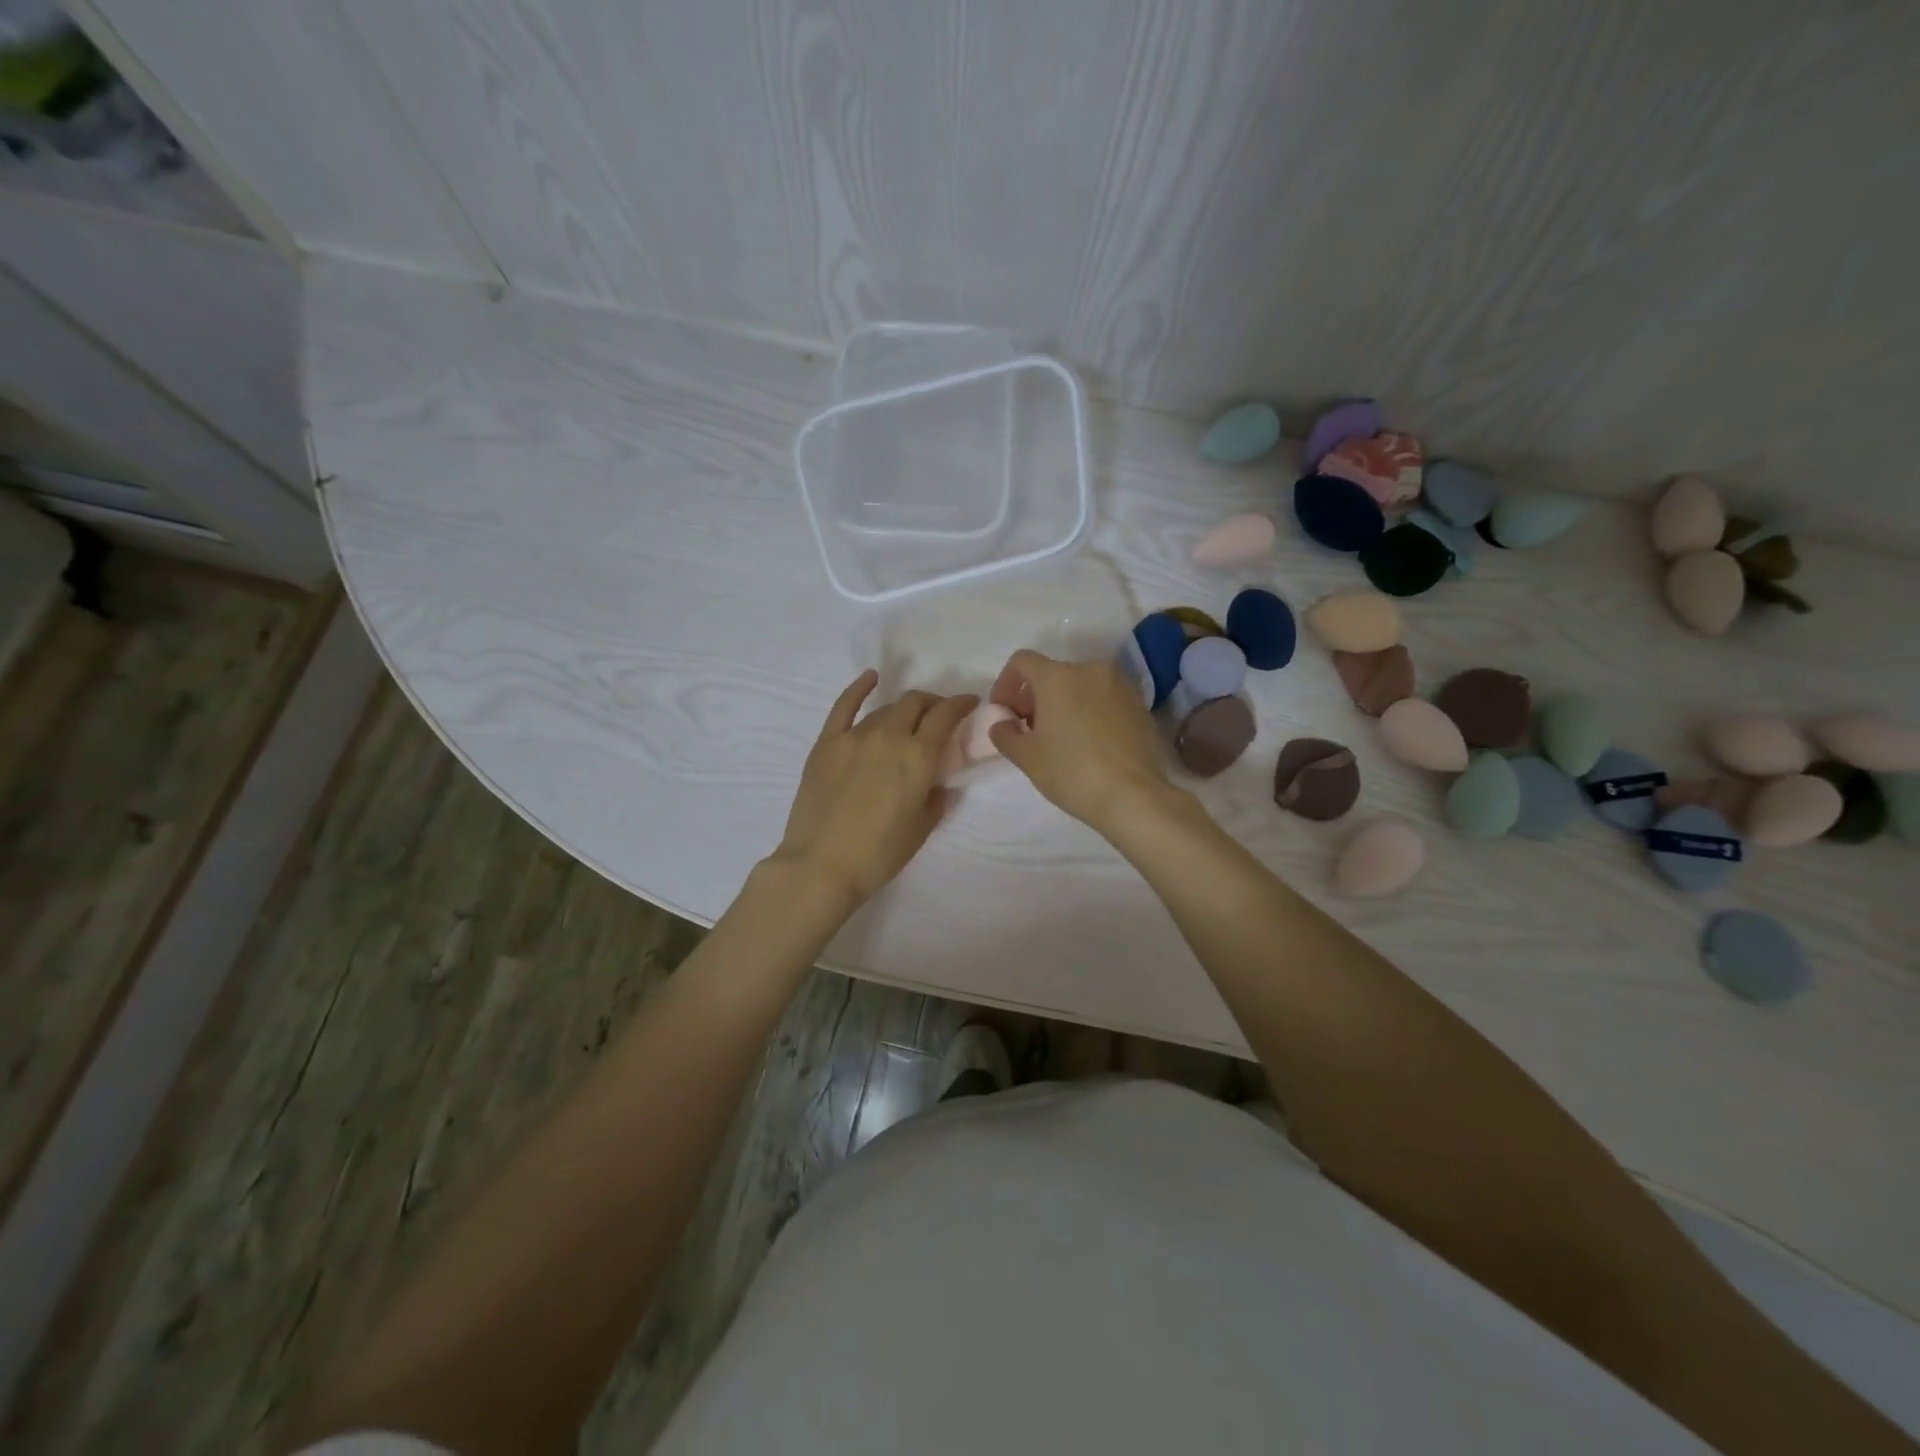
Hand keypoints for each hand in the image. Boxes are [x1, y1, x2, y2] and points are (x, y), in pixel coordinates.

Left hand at [770, 670, 977, 905]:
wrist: (821, 866)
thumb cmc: (879, 854)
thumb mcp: (922, 828)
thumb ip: (936, 798)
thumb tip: (938, 782)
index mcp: (918, 757)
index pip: (946, 715)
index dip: (961, 704)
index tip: (969, 703)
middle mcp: (889, 736)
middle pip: (915, 703)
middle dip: (933, 703)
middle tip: (939, 715)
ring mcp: (854, 736)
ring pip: (885, 709)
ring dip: (902, 710)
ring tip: (907, 721)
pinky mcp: (826, 743)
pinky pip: (844, 706)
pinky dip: (860, 688)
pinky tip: (870, 678)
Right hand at [986, 650, 1173, 834]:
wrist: (1134, 796)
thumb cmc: (1072, 773)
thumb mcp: (1027, 758)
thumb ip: (1005, 734)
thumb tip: (1001, 725)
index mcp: (1058, 677)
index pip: (1022, 661)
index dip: (1006, 683)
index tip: (1004, 712)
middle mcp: (1090, 670)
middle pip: (1052, 673)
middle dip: (1035, 697)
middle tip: (1029, 730)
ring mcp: (1120, 685)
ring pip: (1080, 685)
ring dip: (1063, 703)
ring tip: (1060, 738)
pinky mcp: (1139, 704)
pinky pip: (1104, 698)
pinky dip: (1089, 711)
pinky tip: (1089, 743)